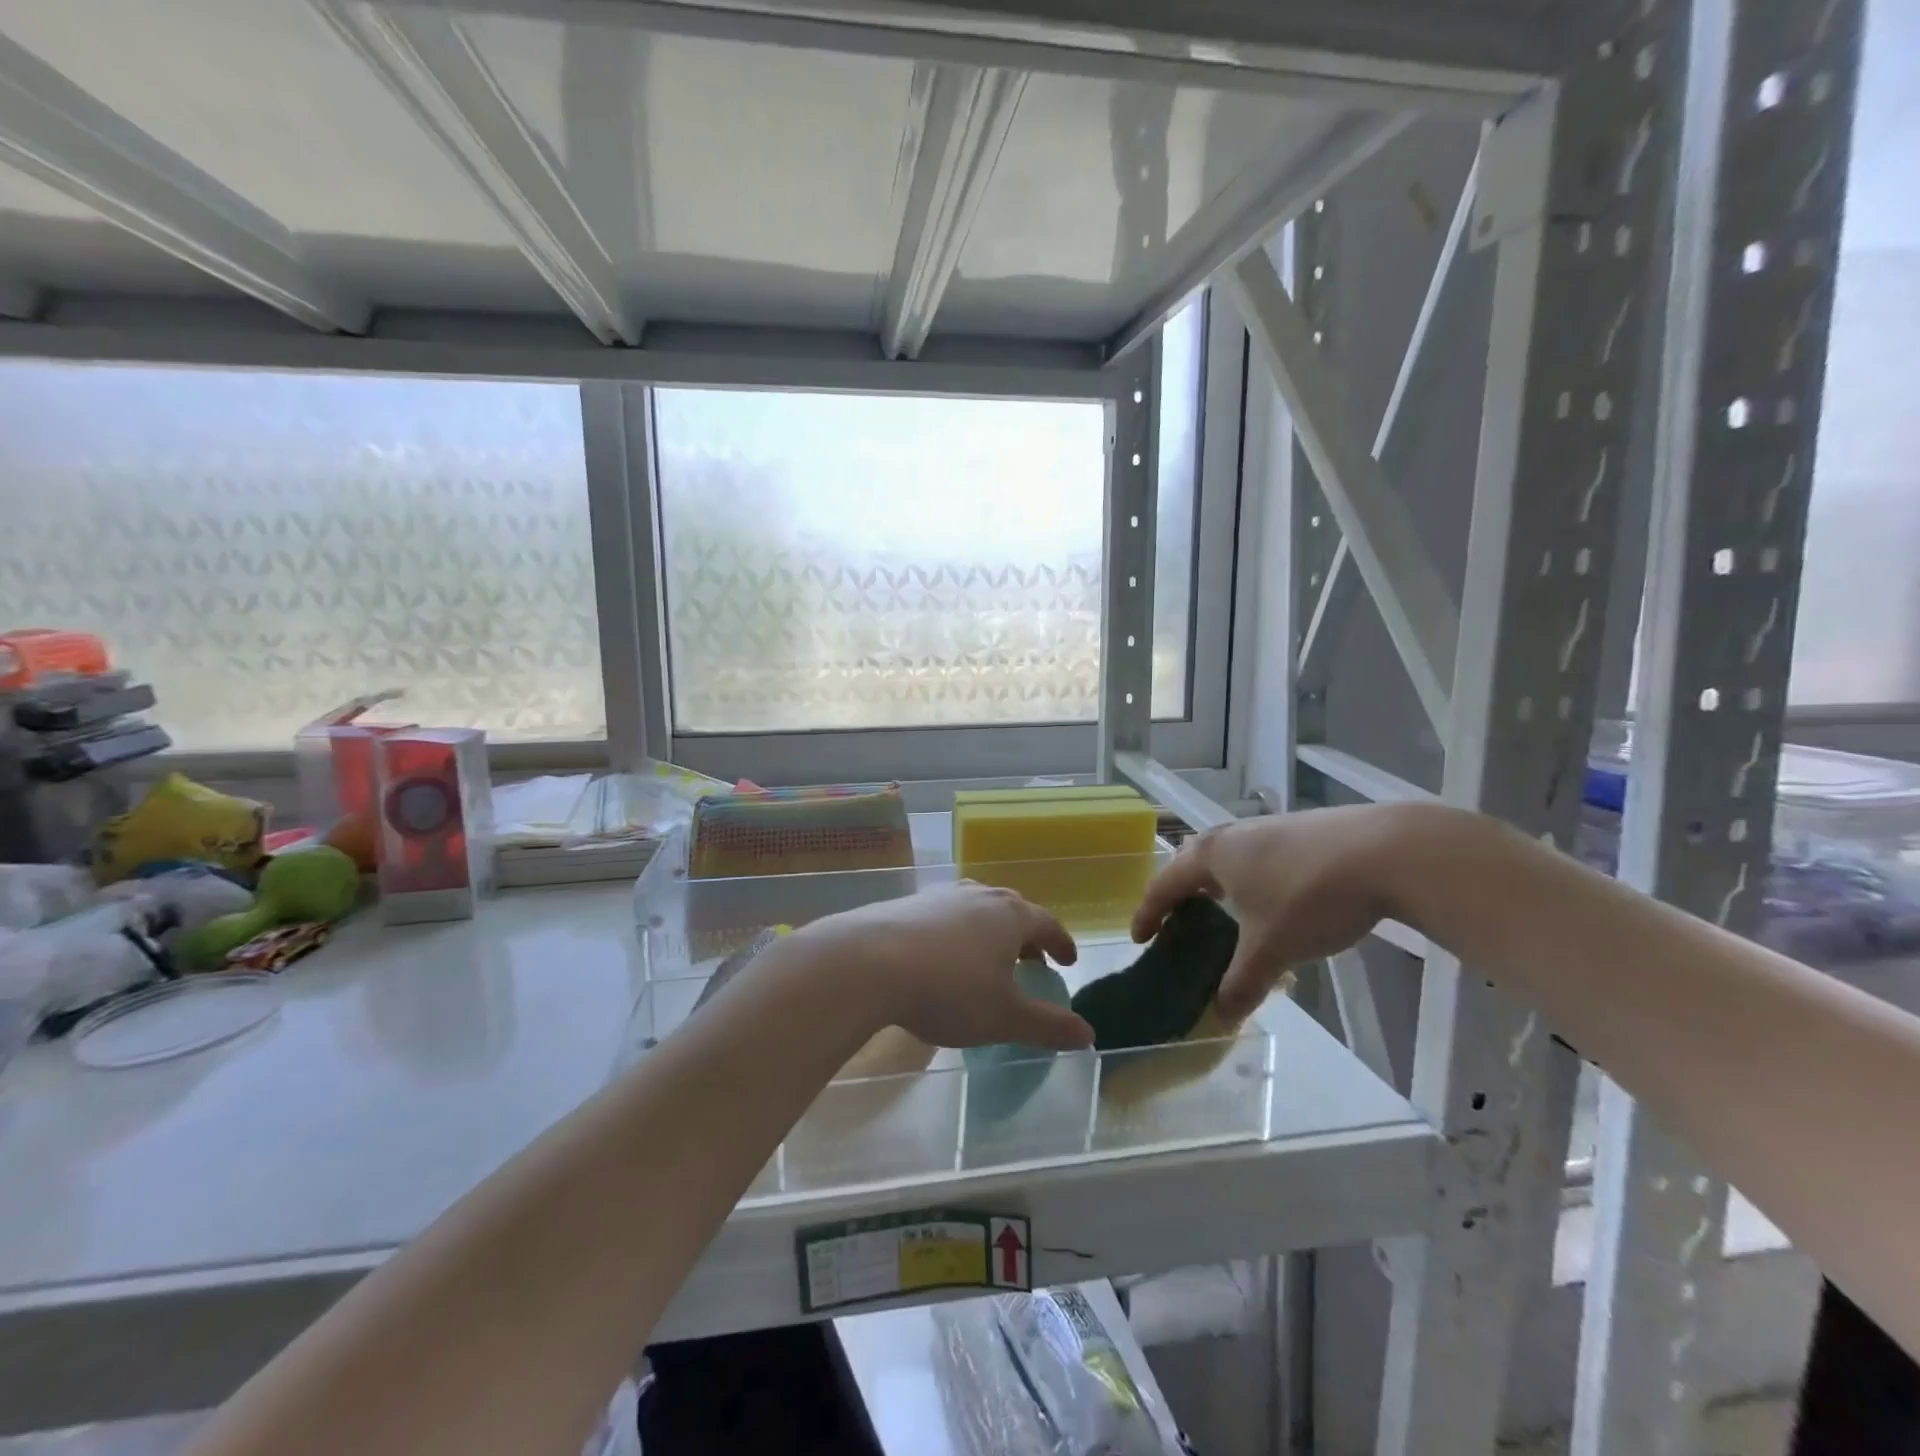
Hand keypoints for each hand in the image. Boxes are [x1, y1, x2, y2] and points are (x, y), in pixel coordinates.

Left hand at [802, 883, 1092, 1051]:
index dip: (1060, 943)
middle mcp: (979, 895)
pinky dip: (956, 934)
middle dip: (1025, 935)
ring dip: (989, 932)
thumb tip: (1088, 1033)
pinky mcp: (908, 904)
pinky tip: (942, 957)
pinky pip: (945, 916)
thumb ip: (1047, 1025)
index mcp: (1010, 915)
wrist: (868, 963)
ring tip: (987, 958)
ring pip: (976, 909)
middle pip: (1012, 910)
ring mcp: (940, 896)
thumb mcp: (1004, 1017)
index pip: (1047, 924)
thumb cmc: (949, 990)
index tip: (1068, 960)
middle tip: (1031, 960)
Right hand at [1131, 807, 1412, 1018]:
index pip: (1164, 884)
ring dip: (1217, 884)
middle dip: (1180, 891)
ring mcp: (1268, 828)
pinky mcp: (1300, 830)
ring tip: (1225, 912)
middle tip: (1178, 921)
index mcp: (1210, 856)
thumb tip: (1220, 1016)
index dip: (1148, 913)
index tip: (1139, 938)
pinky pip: (1257, 856)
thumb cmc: (1309, 897)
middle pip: (1191, 861)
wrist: (1385, 852)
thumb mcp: (1272, 949)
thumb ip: (1241, 983)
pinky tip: (1274, 899)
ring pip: (1227, 856)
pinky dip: (1249, 879)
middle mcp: (1231, 835)